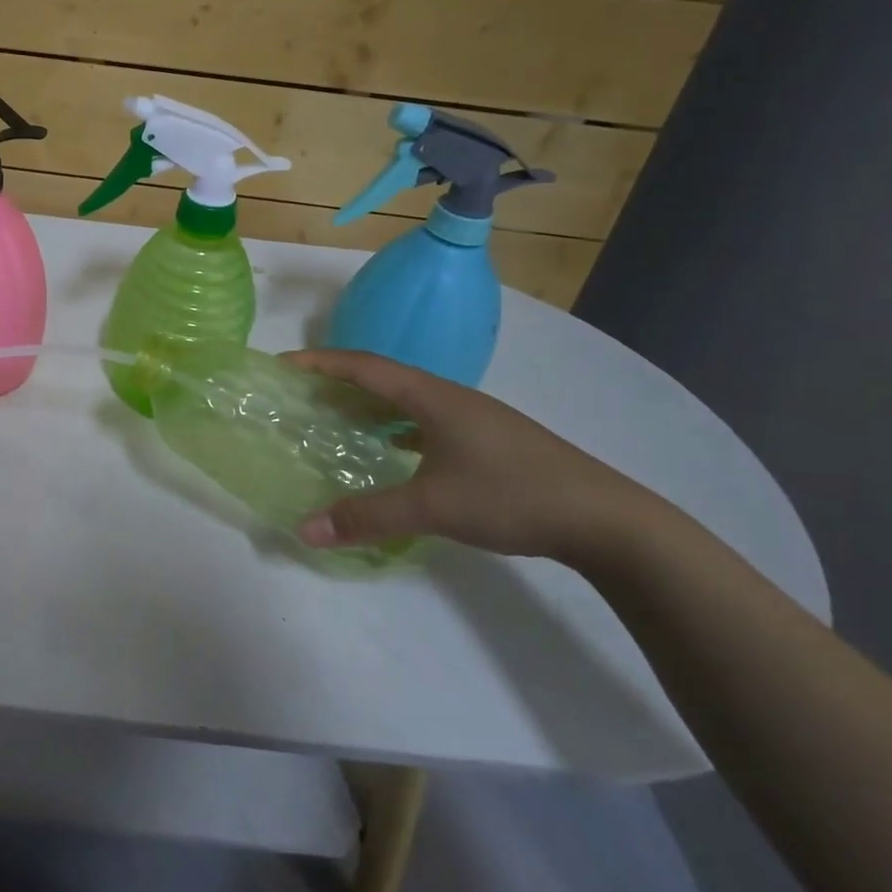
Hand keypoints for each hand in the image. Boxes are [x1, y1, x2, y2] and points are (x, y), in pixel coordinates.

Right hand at [284, 348, 673, 567]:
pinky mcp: (489, 443)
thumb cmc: (513, 495)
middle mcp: (451, 399)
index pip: (365, 366)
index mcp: (434, 397)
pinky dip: (396, 431)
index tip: (284, 364)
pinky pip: (426, 424)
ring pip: (407, 403)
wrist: (607, 520)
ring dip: (369, 408)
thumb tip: (304, 529)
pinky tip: (391, 455)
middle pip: (383, 379)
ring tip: (336, 422)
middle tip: (301, 397)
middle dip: (339, 383)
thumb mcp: (432, 506)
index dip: (321, 362)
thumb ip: (366, 517)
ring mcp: (474, 421)